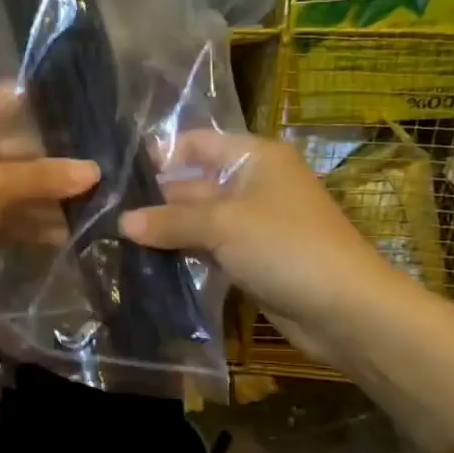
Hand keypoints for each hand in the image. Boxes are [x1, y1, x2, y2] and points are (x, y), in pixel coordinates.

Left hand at [0, 85, 98, 313]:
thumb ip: (44, 176)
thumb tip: (95, 171)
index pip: (10, 99)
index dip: (50, 110)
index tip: (94, 123)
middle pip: (14, 145)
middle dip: (54, 164)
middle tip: (104, 176)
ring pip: (9, 183)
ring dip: (44, 198)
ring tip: (92, 209)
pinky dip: (25, 221)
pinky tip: (63, 235)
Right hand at [119, 131, 402, 365]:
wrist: (345, 309)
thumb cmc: (286, 246)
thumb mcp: (223, 225)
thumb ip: (171, 221)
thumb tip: (122, 222)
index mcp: (254, 158)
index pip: (197, 143)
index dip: (161, 155)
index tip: (119, 175)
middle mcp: (253, 184)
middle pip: (195, 182)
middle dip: (157, 198)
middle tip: (109, 213)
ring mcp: (253, 223)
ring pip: (200, 219)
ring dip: (167, 229)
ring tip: (118, 237)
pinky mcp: (252, 258)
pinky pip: (210, 248)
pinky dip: (184, 252)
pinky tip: (148, 260)